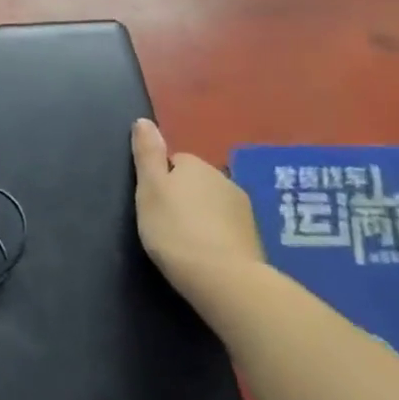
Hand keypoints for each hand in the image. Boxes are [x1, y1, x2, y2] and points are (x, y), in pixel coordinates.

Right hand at [131, 118, 265, 303]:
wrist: (224, 279)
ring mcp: (244, 210)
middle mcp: (224, 179)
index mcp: (196, 165)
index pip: (175, 161)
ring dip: (202, 217)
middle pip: (196, 182)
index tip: (152, 203)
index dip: (161, 181)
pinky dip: (217, 237)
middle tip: (166, 223)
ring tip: (186, 242)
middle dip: (184, 197)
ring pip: (214, 205)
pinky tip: (206, 255)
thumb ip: (147, 154)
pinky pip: (228, 228)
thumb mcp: (149, 188)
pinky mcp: (255, 238)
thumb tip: (144, 120)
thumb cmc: (175, 229)